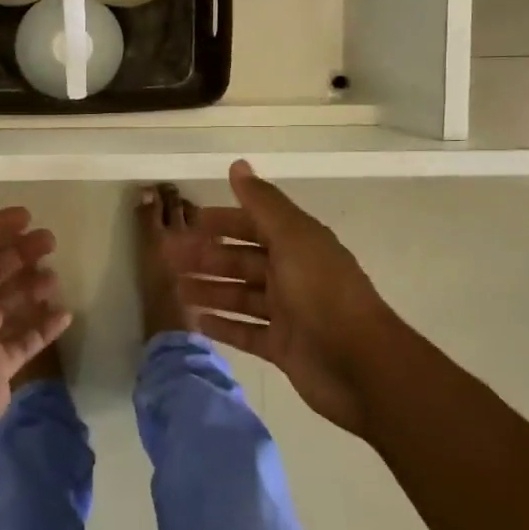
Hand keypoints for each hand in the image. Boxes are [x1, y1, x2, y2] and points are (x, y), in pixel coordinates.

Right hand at [173, 160, 401, 435]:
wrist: (360, 365)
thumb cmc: (322, 293)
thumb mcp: (292, 238)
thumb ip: (263, 203)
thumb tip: (238, 164)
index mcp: (298, 244)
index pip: (254, 224)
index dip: (223, 221)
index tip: (189, 222)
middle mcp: (293, 274)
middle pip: (242, 261)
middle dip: (207, 257)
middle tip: (168, 260)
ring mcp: (288, 313)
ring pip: (240, 295)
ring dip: (209, 290)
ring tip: (175, 290)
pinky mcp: (283, 347)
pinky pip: (246, 331)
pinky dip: (223, 325)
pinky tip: (196, 321)